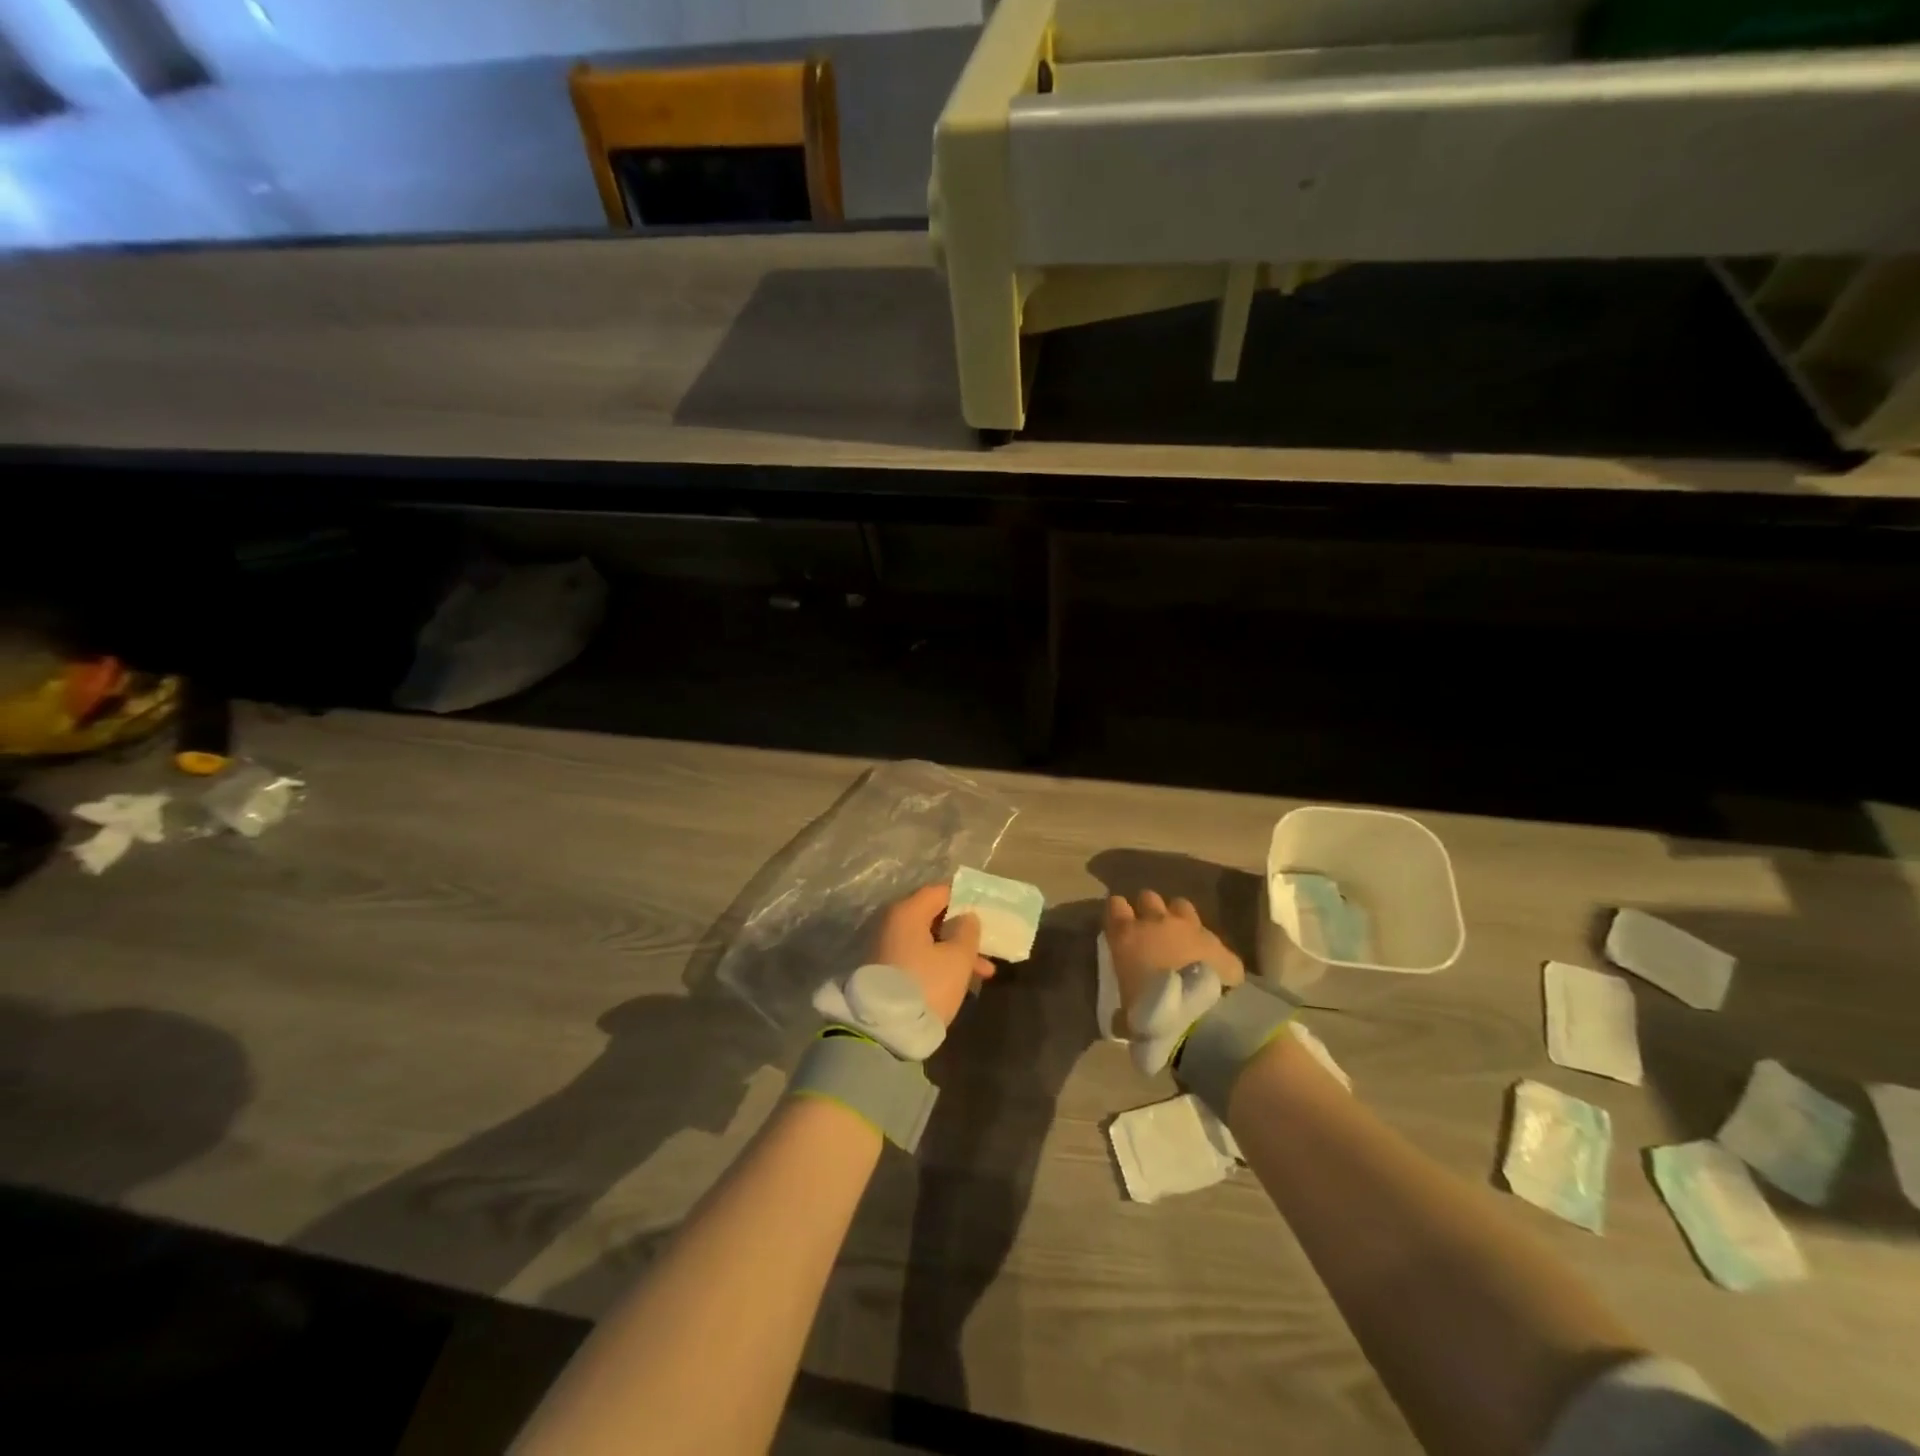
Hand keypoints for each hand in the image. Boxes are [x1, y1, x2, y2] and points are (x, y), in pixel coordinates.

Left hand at [870, 884, 993, 1027]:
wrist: (884, 1031)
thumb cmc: (926, 985)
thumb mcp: (957, 958)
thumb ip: (968, 931)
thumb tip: (966, 917)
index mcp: (907, 912)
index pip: (940, 892)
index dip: (965, 899)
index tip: (986, 912)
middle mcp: (892, 923)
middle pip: (934, 917)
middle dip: (963, 932)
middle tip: (988, 947)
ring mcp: (886, 947)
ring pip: (928, 941)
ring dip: (955, 952)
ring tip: (984, 974)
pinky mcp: (885, 970)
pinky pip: (918, 957)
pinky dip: (939, 963)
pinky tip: (960, 981)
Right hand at [1103, 891, 1243, 1035]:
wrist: (1199, 1019)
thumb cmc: (1150, 1014)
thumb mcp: (1127, 1015)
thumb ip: (1123, 1011)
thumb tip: (1121, 1019)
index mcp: (1126, 935)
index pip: (1115, 906)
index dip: (1117, 912)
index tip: (1119, 923)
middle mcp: (1156, 922)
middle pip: (1148, 898)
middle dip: (1148, 909)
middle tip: (1150, 928)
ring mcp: (1190, 928)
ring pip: (1181, 906)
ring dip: (1178, 917)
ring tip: (1180, 937)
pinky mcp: (1218, 942)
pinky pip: (1210, 936)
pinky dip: (1207, 946)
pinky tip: (1210, 962)